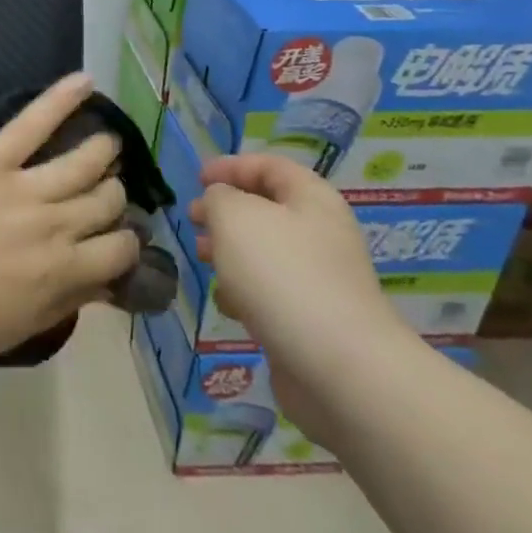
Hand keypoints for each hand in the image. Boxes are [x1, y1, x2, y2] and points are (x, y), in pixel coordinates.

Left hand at [0, 73, 138, 366]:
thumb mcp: (27, 325)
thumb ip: (70, 301)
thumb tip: (105, 281)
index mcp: (66, 269)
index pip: (121, 247)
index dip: (124, 242)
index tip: (113, 239)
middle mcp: (56, 224)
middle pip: (107, 199)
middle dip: (112, 196)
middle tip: (100, 193)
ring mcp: (25, 188)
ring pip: (86, 160)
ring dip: (102, 151)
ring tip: (104, 146)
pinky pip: (32, 124)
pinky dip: (60, 99)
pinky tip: (84, 82)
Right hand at [189, 154, 410, 438]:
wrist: (337, 366)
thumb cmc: (281, 275)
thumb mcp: (235, 217)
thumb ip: (219, 197)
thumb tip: (219, 202)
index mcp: (311, 199)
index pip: (270, 166)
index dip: (232, 165)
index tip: (197, 179)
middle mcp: (320, 233)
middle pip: (267, 208)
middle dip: (225, 211)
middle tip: (194, 220)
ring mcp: (318, 278)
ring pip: (264, 252)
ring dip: (230, 251)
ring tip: (202, 258)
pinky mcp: (310, 317)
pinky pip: (269, 292)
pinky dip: (244, 291)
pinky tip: (228, 305)